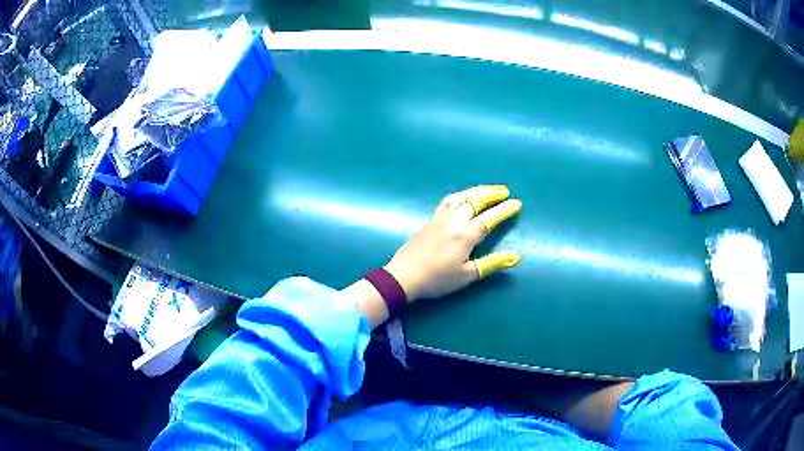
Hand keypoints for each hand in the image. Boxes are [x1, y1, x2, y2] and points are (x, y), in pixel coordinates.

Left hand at [384, 185, 521, 300]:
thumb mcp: (467, 275)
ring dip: (475, 191)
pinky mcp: (429, 220)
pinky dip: (459, 196)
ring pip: (460, 197)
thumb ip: (492, 264)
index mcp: (465, 235)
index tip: (516, 203)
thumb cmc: (437, 279)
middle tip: (503, 190)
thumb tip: (516, 257)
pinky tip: (460, 198)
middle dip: (491, 194)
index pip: (490, 218)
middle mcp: (454, 221)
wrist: (403, 276)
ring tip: (486, 189)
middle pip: (474, 201)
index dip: (504, 210)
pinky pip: (447, 201)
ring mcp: (439, 218)